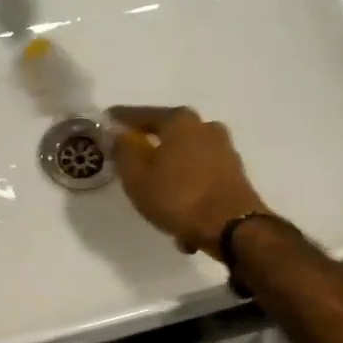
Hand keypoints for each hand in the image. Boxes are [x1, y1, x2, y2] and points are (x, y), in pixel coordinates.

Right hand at [107, 105, 270, 259]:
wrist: (233, 227)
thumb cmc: (179, 197)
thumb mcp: (137, 178)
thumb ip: (124, 153)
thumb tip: (119, 137)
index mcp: (180, 121)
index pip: (142, 115)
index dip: (121, 120)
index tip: (107, 121)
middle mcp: (205, 128)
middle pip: (168, 136)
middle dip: (150, 151)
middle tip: (132, 165)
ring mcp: (224, 150)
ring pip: (186, 161)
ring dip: (172, 178)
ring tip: (159, 204)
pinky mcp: (235, 173)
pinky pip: (201, 178)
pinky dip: (190, 192)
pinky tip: (182, 218)